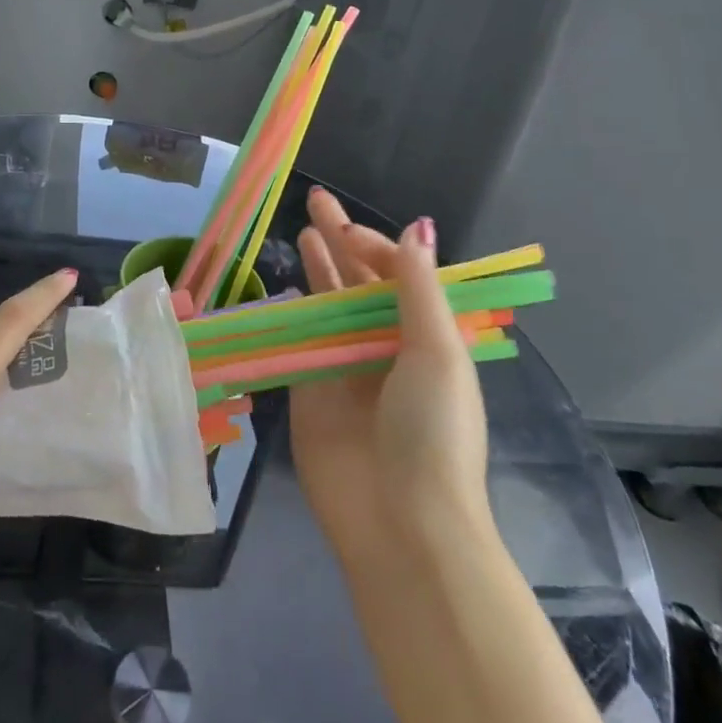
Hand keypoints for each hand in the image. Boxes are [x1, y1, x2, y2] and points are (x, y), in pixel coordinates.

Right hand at [291, 189, 491, 566]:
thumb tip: (418, 228)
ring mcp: (346, 367)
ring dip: (319, 268)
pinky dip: (292, 311)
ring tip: (303, 230)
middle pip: (360, 281)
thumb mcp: (437, 351)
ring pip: (328, 304)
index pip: (399, 274)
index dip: (375, 245)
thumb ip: (418, 287)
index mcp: (426, 337)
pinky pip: (300, 341)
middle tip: (315, 200)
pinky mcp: (311, 390)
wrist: (400, 523)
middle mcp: (386, 346)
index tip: (346, 230)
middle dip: (342, 239)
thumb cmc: (431, 431)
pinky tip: (284, 284)